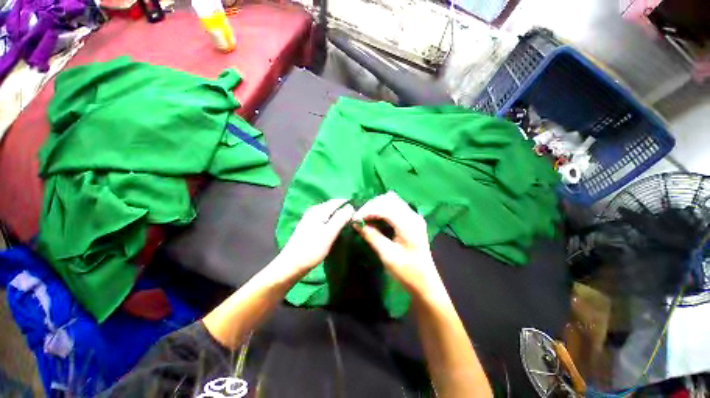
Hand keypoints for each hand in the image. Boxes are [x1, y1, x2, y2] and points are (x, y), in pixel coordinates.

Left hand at [276, 199, 354, 279]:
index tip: (358, 212)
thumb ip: (340, 218)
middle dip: (344, 210)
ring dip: (338, 216)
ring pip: (328, 213)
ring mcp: (310, 218)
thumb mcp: (329, 233)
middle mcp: (313, 211)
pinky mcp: (309, 227)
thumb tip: (351, 206)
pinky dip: (332, 221)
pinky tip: (335, 228)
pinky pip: (324, 219)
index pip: (337, 201)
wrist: (292, 265)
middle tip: (354, 219)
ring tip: (347, 224)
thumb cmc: (312, 249)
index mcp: (318, 210)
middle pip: (332, 206)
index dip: (348, 205)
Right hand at [352, 192, 445, 299]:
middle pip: (388, 199)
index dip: (367, 210)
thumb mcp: (387, 255)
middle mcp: (413, 216)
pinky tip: (375, 218)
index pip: (385, 207)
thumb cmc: (407, 272)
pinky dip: (382, 209)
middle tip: (358, 218)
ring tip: (365, 217)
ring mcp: (413, 216)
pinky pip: (394, 207)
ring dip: (376, 206)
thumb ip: (371, 236)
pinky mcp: (411, 220)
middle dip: (371, 206)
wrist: (425, 283)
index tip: (354, 219)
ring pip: (391, 201)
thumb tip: (355, 223)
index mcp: (409, 224)